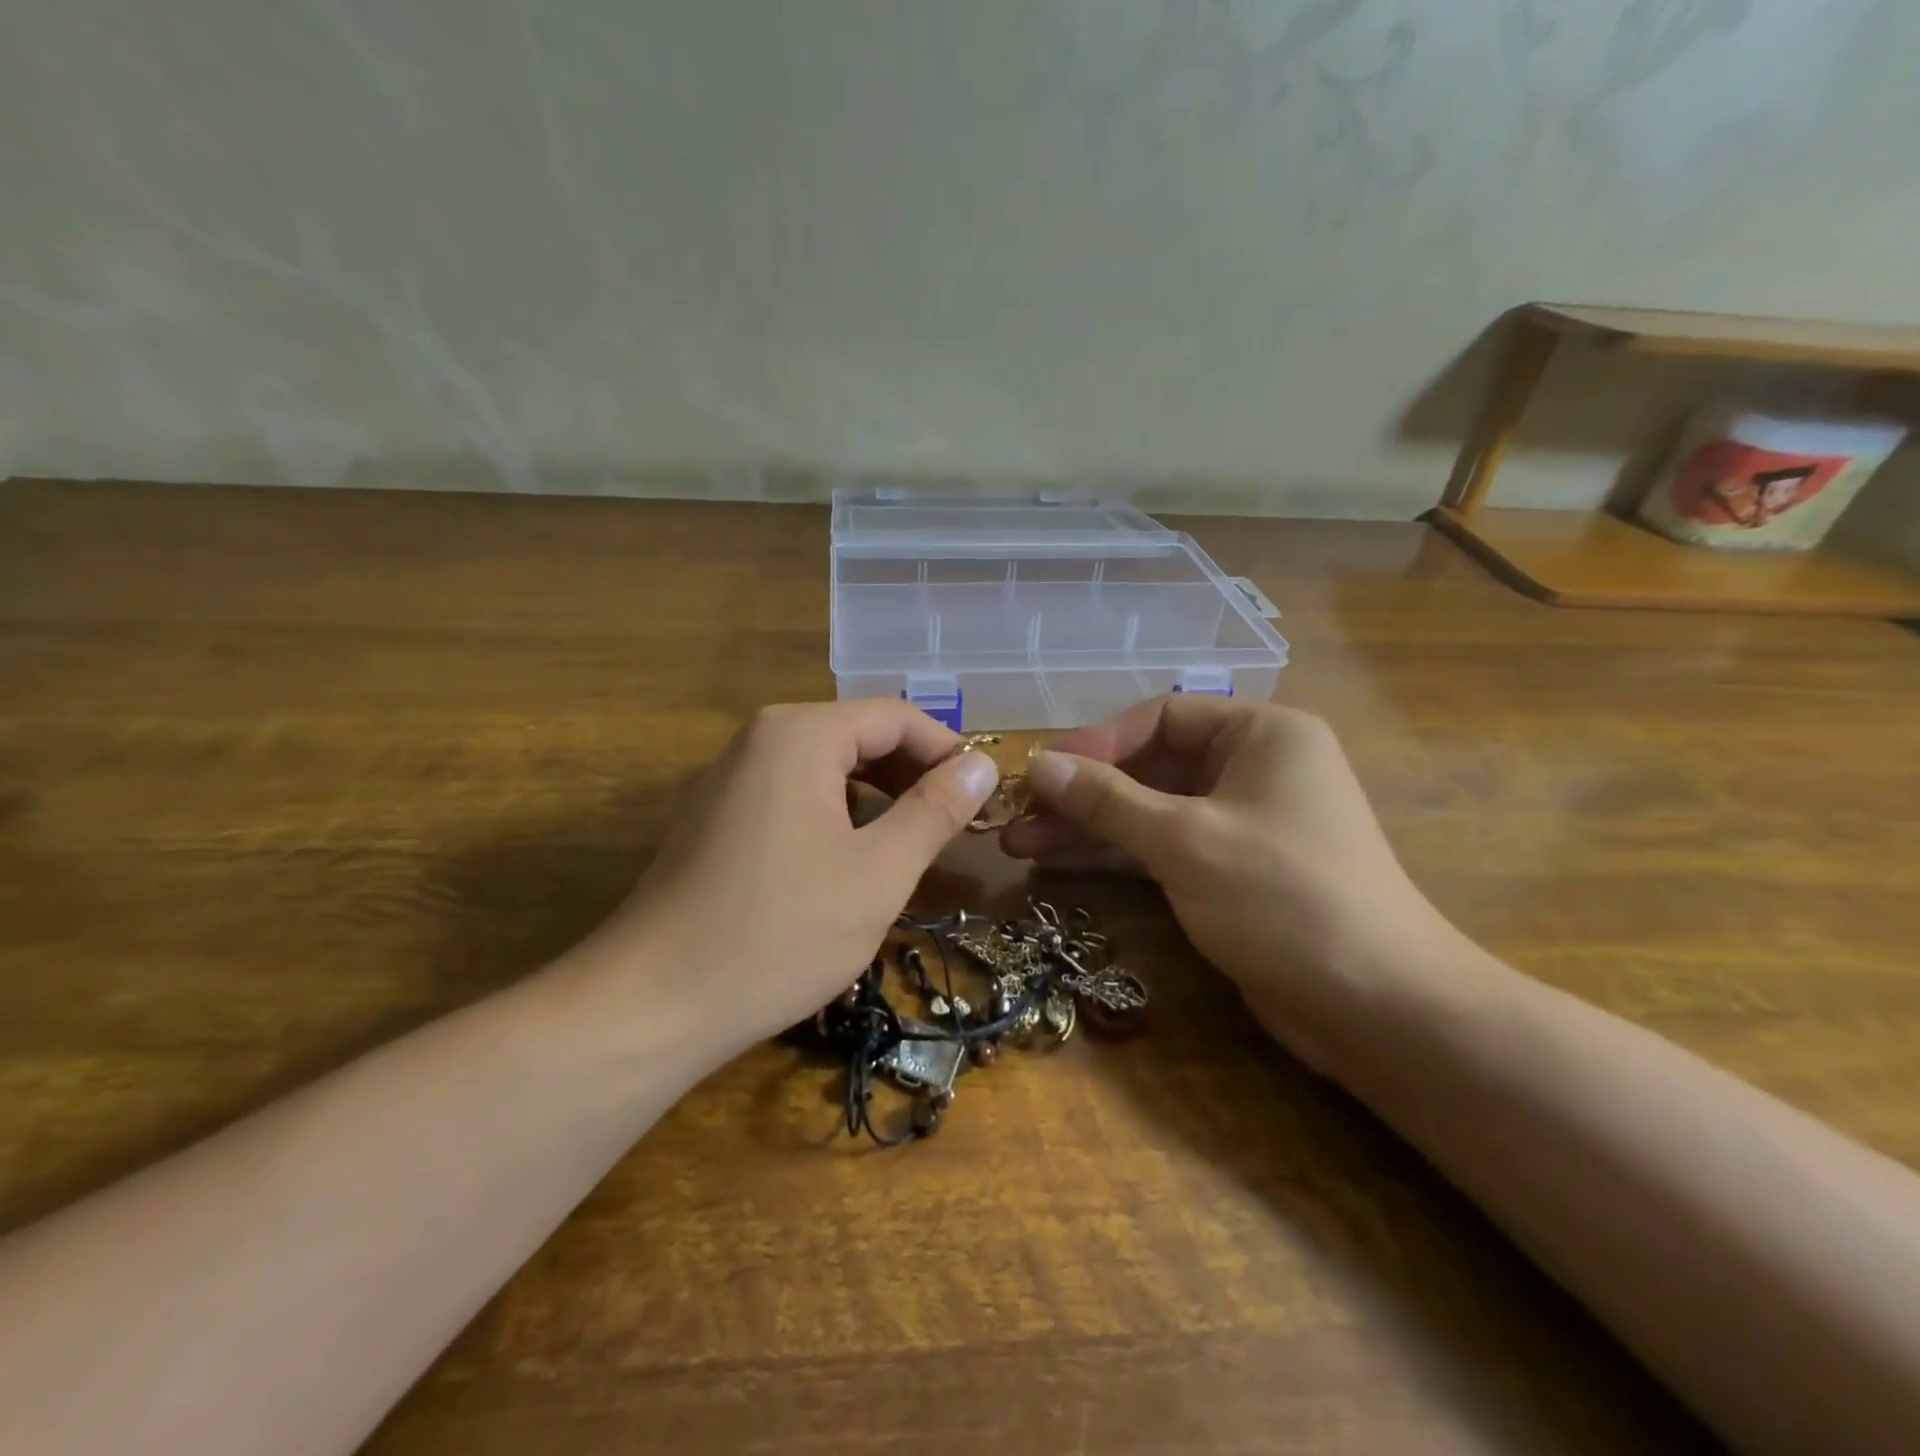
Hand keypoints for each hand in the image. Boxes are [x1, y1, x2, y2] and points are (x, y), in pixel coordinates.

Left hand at [567, 701, 999, 1063]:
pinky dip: (838, 814)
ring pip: (828, 766)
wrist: (652, 1005)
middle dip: (913, 774)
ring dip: (879, 797)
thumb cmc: (779, 933)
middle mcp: (761, 738)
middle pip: (859, 735)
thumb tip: (983, 765)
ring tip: (911, 845)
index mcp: (800, 734)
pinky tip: (852, 860)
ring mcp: (732, 777)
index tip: (981, 799)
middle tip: (953, 827)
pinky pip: (795, 794)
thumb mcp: (879, 873)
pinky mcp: (718, 816)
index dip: (947, 752)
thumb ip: (936, 810)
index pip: (896, 716)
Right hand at [1001, 697, 1455, 1069]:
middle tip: (1017, 816)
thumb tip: (1038, 764)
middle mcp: (1251, 768)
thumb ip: (1106, 800)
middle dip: (1082, 793)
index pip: (1160, 717)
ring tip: (1020, 846)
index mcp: (1260, 734)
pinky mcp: (1229, 872)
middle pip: (1149, 767)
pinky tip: (1060, 864)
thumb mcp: (1185, 839)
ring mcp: (1239, 823)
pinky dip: (1116, 856)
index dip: (1097, 743)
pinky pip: (1162, 848)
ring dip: (1088, 828)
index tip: (1042, 774)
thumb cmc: (1283, 897)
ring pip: (1149, 812)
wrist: (1378, 1008)